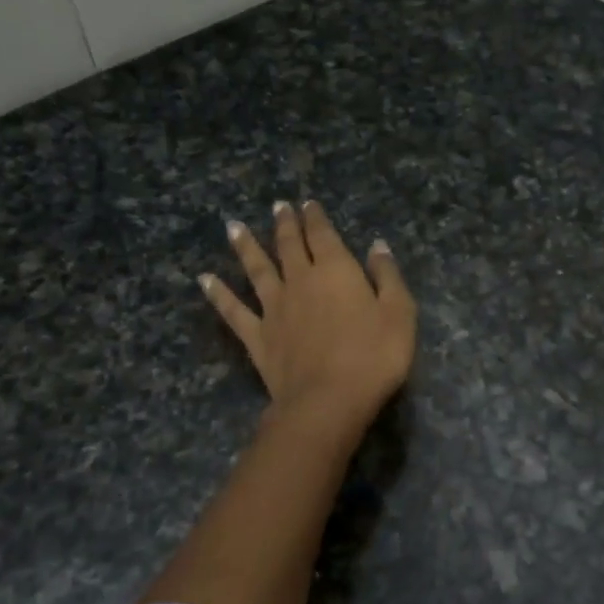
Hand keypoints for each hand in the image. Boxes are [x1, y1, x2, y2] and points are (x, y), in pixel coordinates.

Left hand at [201, 201, 416, 437]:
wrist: (328, 400)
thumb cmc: (373, 356)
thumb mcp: (399, 313)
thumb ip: (387, 276)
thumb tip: (376, 246)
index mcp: (335, 271)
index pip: (323, 235)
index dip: (316, 217)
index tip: (308, 203)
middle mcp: (300, 281)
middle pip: (289, 246)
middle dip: (285, 224)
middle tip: (278, 206)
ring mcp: (274, 309)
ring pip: (257, 270)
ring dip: (246, 247)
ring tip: (234, 227)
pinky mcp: (258, 337)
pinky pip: (233, 311)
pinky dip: (218, 294)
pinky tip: (204, 280)